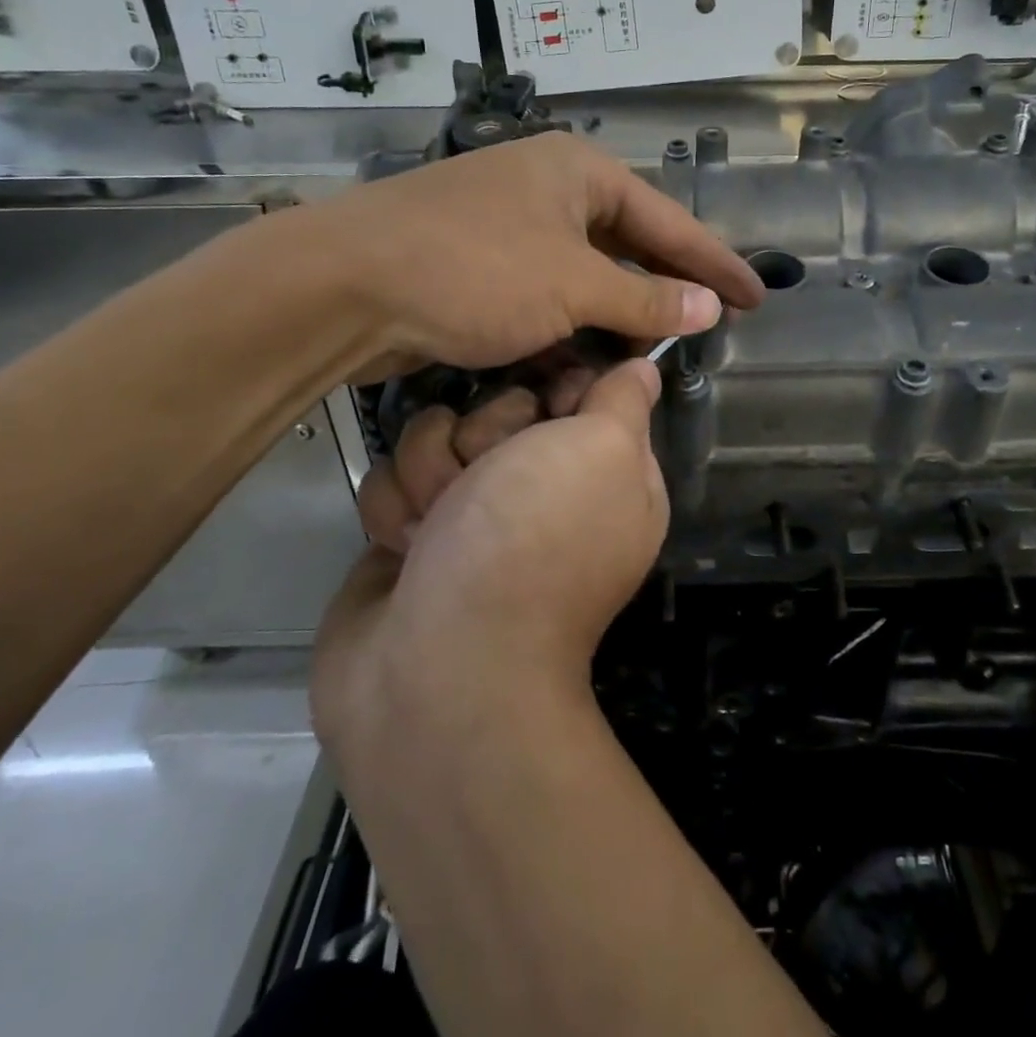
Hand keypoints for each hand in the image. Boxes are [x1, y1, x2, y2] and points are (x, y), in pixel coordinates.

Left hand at [275, 134, 762, 381]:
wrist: (344, 287)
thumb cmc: (473, 271)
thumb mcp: (573, 286)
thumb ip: (646, 297)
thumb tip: (711, 307)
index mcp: (578, 172)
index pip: (669, 222)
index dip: (717, 265)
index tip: (758, 298)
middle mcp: (547, 189)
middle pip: (627, 246)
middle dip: (662, 291)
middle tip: (706, 328)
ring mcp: (509, 227)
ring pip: (584, 278)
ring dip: (613, 317)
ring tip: (650, 352)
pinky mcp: (479, 266)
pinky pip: (546, 296)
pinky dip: (568, 327)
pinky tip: (587, 358)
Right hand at [312, 362, 667, 751]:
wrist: (440, 665)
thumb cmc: (535, 540)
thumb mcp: (605, 451)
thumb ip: (624, 402)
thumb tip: (643, 371)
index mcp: (607, 473)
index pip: (580, 390)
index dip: (556, 388)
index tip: (545, 405)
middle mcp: (544, 490)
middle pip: (499, 407)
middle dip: (484, 434)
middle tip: (488, 480)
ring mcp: (475, 513)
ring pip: (436, 436)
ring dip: (431, 474)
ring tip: (439, 528)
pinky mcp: (414, 534)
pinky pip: (393, 480)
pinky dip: (395, 513)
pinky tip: (406, 551)